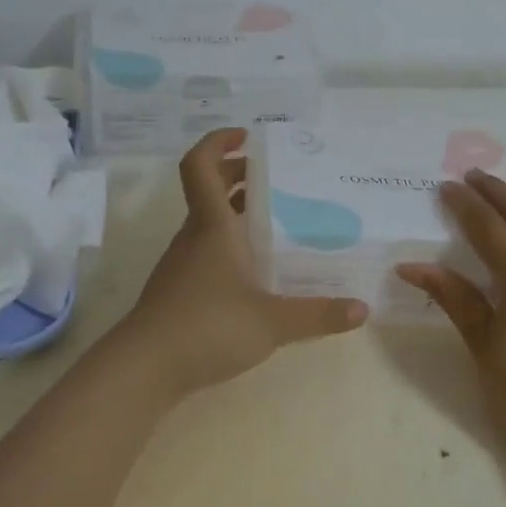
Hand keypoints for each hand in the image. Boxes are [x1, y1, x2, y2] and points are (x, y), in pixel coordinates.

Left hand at [116, 128, 368, 396]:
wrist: (143, 369)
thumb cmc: (207, 328)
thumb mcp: (272, 322)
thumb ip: (317, 315)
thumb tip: (362, 309)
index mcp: (212, 227)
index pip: (201, 166)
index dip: (218, 143)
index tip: (246, 137)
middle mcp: (194, 237)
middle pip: (209, 190)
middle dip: (239, 176)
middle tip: (277, 179)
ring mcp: (182, 264)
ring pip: (208, 222)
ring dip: (235, 212)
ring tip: (275, 222)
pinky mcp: (178, 289)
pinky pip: (206, 250)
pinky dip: (229, 244)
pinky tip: (255, 270)